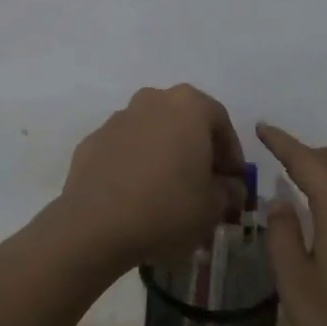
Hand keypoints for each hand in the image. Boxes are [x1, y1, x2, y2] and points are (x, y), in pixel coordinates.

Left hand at [55, 85, 245, 272]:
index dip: (231, 153)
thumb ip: (229, 192)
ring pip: (152, 132)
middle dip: (197, 150)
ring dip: (164, 154)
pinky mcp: (93, 140)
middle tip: (203, 184)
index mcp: (188, 105)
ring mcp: (119, 117)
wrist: (95, 225)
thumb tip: (229, 187)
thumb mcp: (213, 208)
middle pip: (185, 121)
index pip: (221, 122)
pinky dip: (134, 165)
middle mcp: (153, 99)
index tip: (233, 181)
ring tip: (167, 192)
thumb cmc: (167, 208)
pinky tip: (136, 196)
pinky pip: (124, 149)